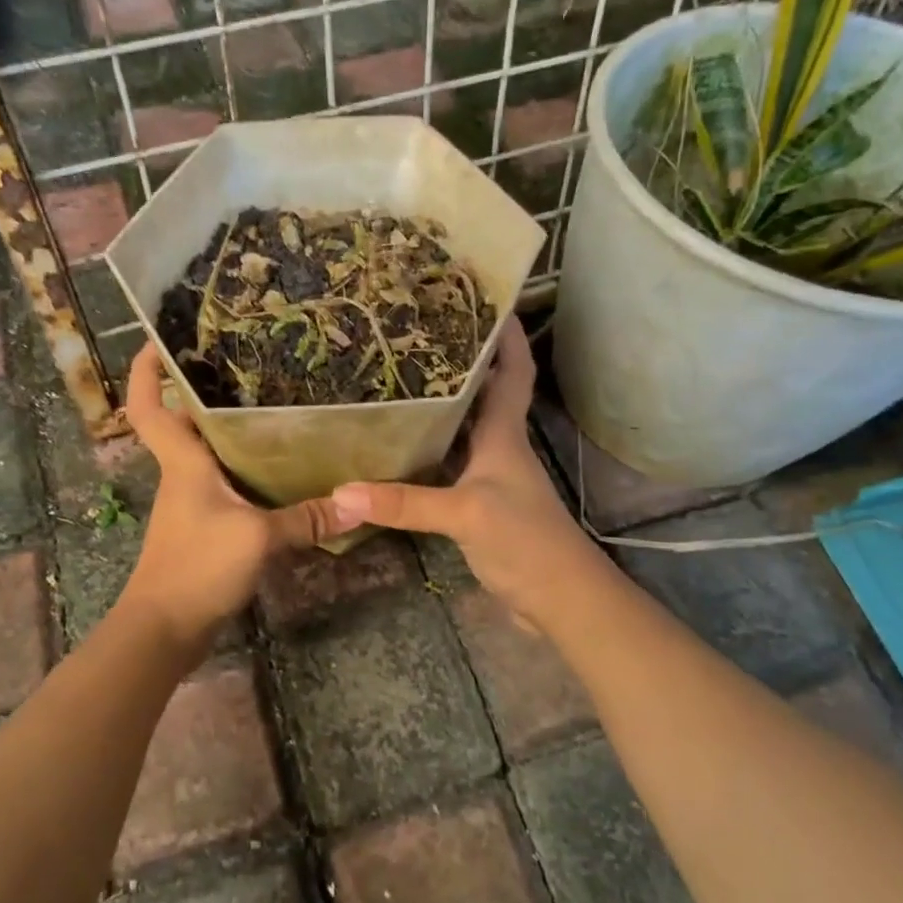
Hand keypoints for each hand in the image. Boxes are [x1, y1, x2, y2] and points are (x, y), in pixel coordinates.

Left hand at [118, 345, 348, 649]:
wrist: (163, 629)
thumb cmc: (197, 567)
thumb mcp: (257, 537)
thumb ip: (305, 518)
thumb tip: (357, 503)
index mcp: (183, 463)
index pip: (148, 407)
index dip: (146, 373)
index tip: (156, 342)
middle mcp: (182, 476)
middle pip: (184, 424)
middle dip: (204, 393)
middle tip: (245, 368)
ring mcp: (191, 504)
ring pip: (207, 456)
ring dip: (230, 434)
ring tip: (275, 411)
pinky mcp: (203, 529)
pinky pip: (224, 487)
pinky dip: (244, 473)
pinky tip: (279, 473)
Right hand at [329, 325, 600, 629]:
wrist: (561, 601)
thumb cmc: (526, 542)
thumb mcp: (465, 514)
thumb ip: (405, 502)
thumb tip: (340, 492)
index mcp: (505, 435)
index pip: (513, 373)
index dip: (506, 337)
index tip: (487, 301)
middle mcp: (499, 449)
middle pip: (483, 395)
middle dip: (461, 364)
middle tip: (418, 338)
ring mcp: (489, 480)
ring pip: (463, 432)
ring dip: (440, 409)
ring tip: (398, 383)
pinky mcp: (478, 509)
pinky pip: (449, 469)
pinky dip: (428, 455)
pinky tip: (398, 453)